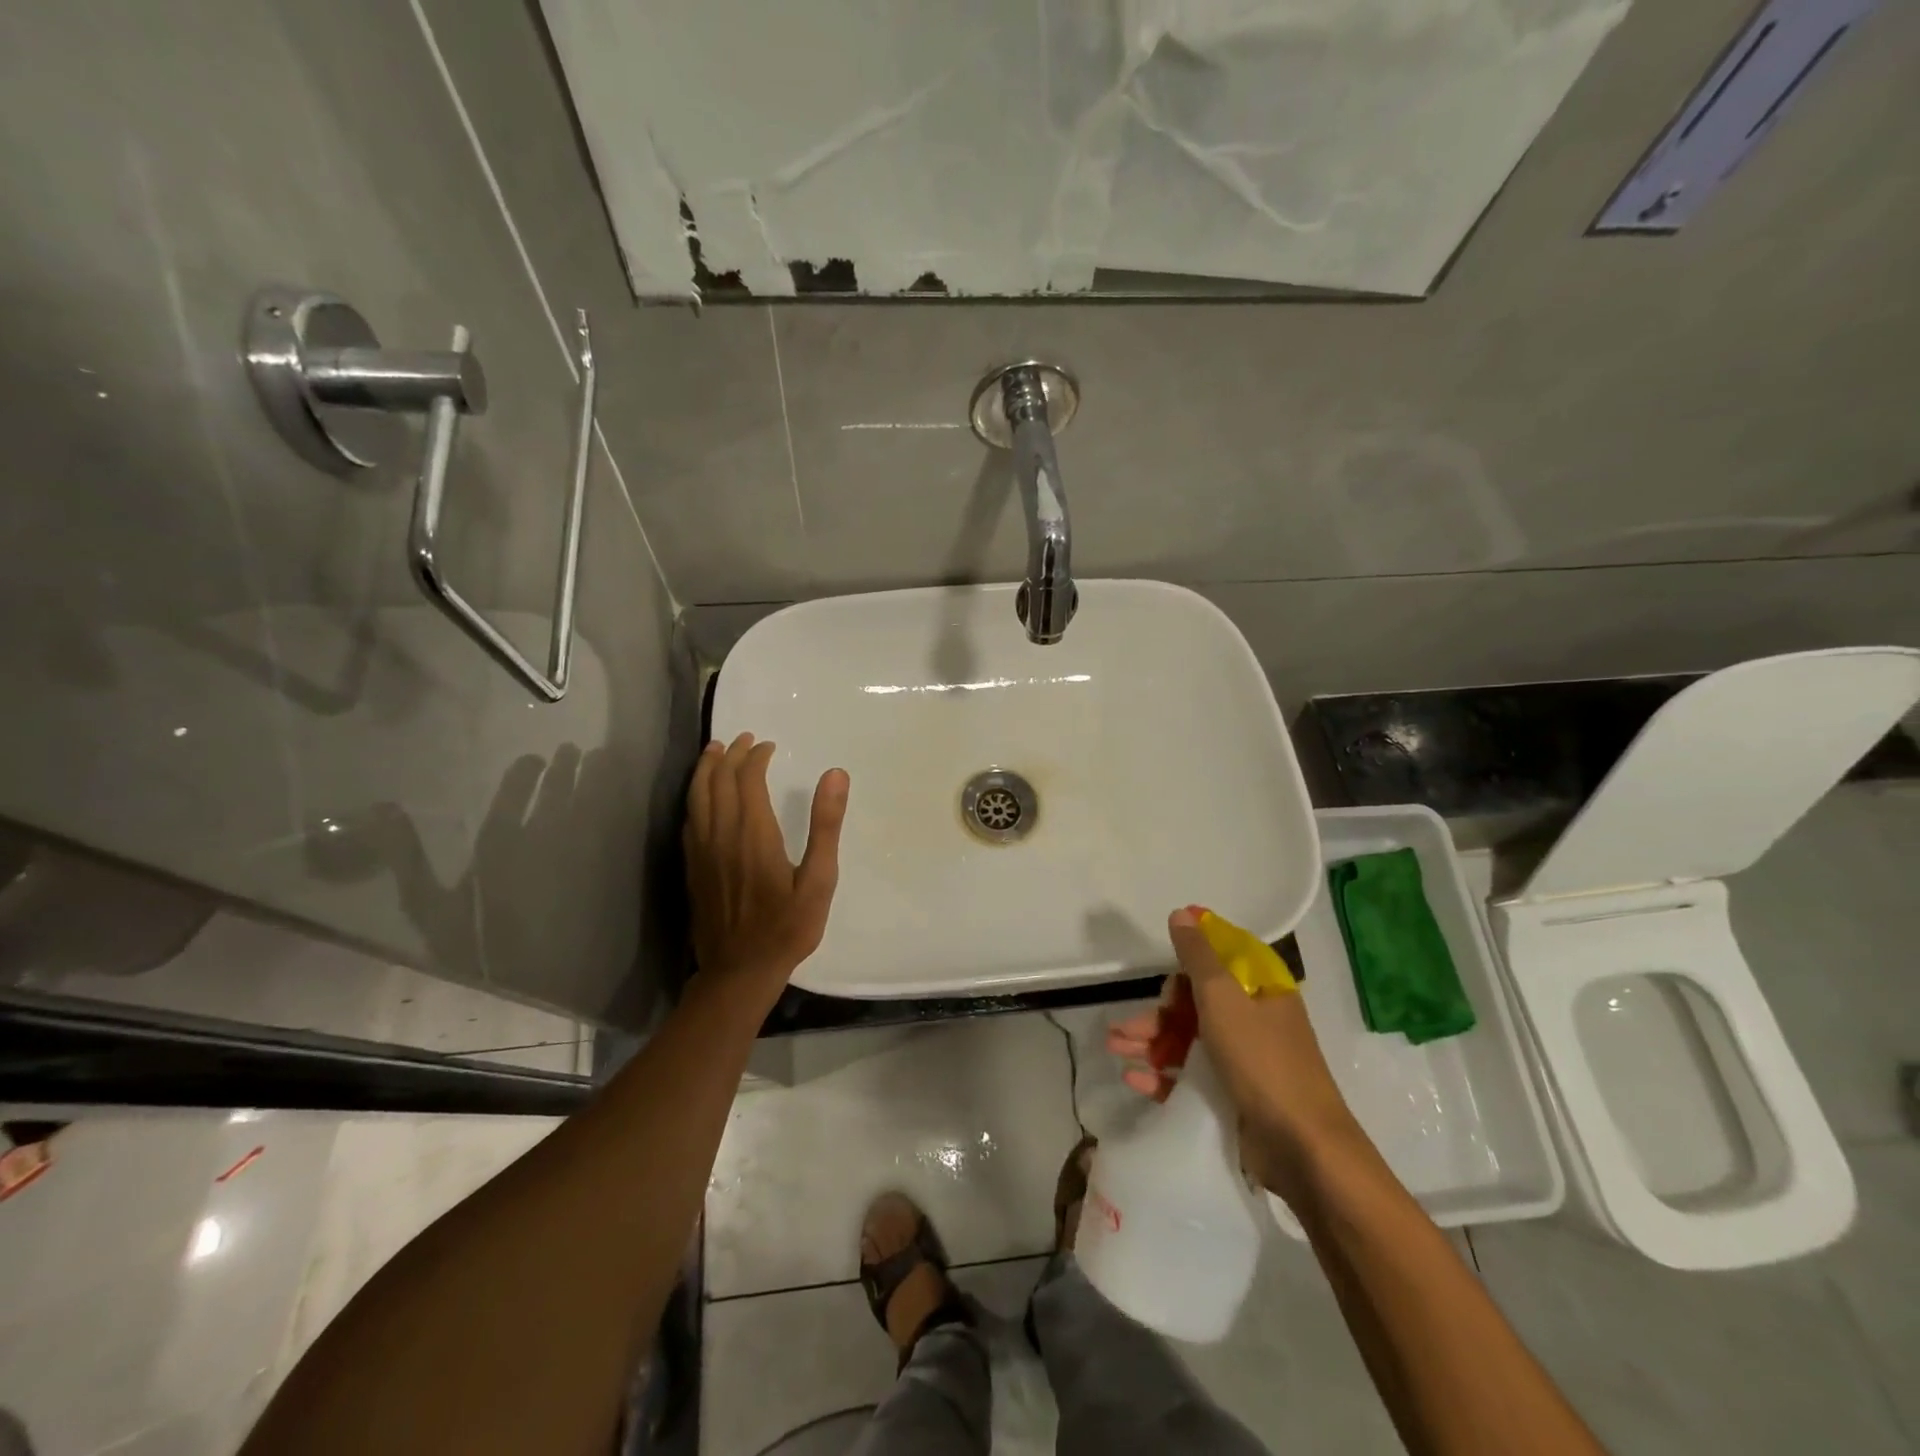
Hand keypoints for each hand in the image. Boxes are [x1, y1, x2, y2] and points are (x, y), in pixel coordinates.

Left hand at [684, 733, 848, 1011]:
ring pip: (697, 797)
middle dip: (730, 755)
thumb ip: (825, 825)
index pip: (748, 780)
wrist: (740, 971)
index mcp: (753, 834)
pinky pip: (690, 819)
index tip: (769, 746)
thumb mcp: (819, 880)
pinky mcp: (693, 867)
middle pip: (719, 782)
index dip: (756, 757)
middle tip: (744, 739)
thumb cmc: (788, 927)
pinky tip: (702, 796)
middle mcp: (721, 835)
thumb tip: (835, 774)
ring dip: (706, 769)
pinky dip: (696, 796)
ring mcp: (702, 852)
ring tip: (715, 751)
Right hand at [1108, 907, 1360, 1198]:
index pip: (1223, 958)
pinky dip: (1163, 1075)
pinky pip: (1192, 1076)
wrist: (1303, 1149)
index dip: (1191, 953)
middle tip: (1124, 1028)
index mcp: (1262, 991)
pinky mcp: (1235, 1096)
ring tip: (1115, 1050)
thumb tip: (1183, 913)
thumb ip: (1198, 956)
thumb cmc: (1262, 1061)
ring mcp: (1245, 1061)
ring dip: (1151, 1042)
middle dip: (1157, 1012)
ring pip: (1189, 1040)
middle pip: (1197, 1004)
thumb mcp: (1223, 998)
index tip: (1160, 955)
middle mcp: (1255, 1020)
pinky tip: (1134, 1079)